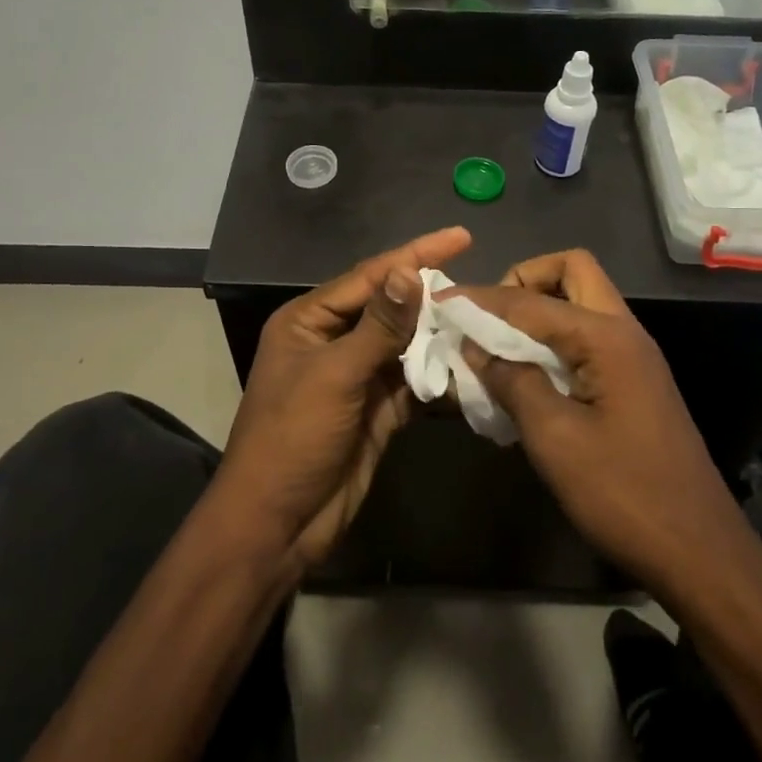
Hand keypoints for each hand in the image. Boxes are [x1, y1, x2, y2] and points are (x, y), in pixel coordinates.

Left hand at [214, 226, 471, 571]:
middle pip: (391, 308)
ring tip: (484, 320)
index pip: (370, 276)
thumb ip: (378, 326)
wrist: (277, 525)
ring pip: (406, 345)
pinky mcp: (377, 410)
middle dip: (431, 297)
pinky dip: (438, 376)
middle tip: (480, 285)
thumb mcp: (334, 375)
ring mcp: (357, 377)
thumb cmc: (292, 438)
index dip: (415, 254)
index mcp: (310, 320)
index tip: (461, 236)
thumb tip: (409, 271)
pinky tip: (471, 365)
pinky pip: (413, 382)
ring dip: (439, 336)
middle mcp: (334, 341)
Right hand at [443, 250, 742, 595]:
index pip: (531, 299)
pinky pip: (587, 337)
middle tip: (489, 318)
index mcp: (607, 337)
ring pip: (581, 303)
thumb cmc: (623, 493)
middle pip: (572, 272)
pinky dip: (553, 340)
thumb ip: (512, 381)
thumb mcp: (554, 437)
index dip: (482, 298)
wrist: (698, 552)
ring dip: (538, 310)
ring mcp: (633, 357)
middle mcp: (624, 332)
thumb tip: (476, 346)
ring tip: (498, 344)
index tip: (442, 301)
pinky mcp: (634, 382)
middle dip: (524, 281)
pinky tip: (526, 375)